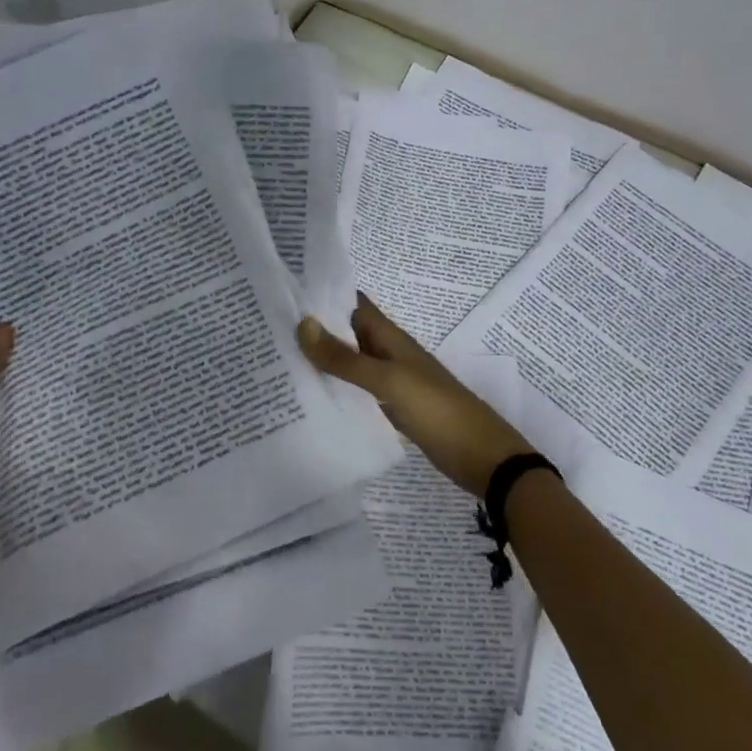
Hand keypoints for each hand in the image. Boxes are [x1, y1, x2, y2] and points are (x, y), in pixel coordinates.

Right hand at [298, 294, 532, 498]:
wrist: (483, 458)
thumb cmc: (438, 411)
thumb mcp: (389, 382)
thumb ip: (347, 359)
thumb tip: (303, 324)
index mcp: (391, 338)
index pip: (353, 304)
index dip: (324, 295)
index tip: (285, 292)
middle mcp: (389, 354)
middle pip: (349, 333)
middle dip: (317, 329)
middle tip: (269, 330)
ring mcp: (392, 383)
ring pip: (352, 363)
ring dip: (324, 360)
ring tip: (278, 360)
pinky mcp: (392, 409)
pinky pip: (358, 391)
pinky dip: (338, 389)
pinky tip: (311, 398)